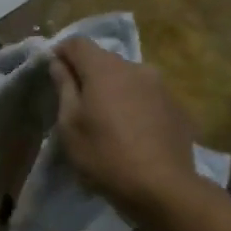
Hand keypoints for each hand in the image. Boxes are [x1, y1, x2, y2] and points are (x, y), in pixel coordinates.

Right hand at [50, 37, 200, 222]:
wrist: (162, 187)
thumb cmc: (104, 155)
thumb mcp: (70, 125)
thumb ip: (64, 88)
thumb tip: (59, 63)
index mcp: (105, 69)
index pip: (77, 43)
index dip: (62, 53)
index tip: (53, 74)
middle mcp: (136, 67)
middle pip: (105, 61)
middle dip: (89, 75)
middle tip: (78, 105)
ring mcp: (161, 86)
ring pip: (128, 79)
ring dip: (114, 91)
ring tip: (108, 123)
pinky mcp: (177, 106)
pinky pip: (147, 97)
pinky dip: (135, 106)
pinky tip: (133, 134)